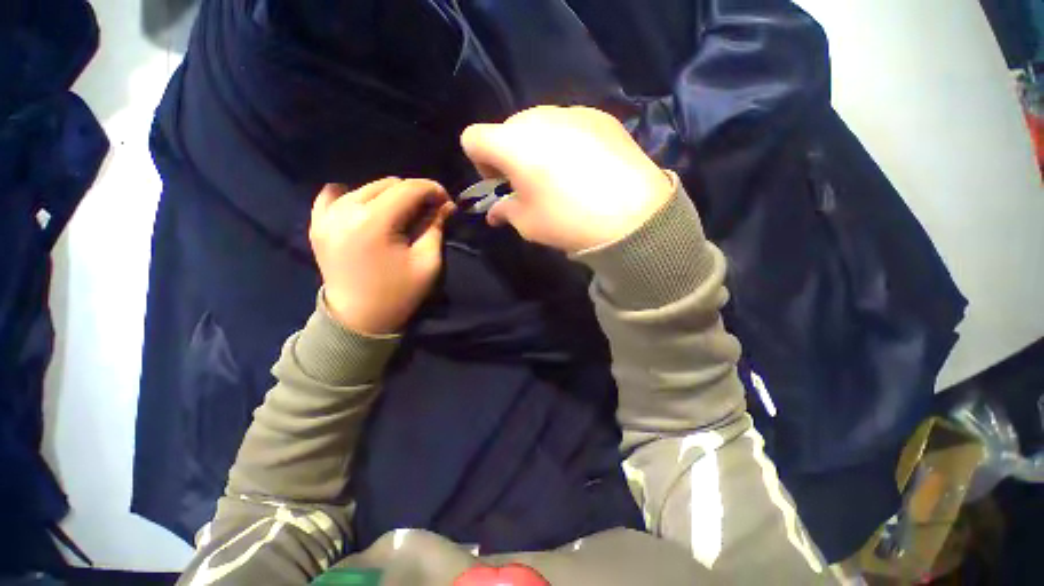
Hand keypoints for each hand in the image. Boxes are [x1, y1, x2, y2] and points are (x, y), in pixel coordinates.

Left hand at [309, 178, 454, 334]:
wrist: (357, 320)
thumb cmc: (398, 294)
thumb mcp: (427, 263)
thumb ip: (436, 228)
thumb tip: (445, 205)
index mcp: (375, 222)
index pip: (409, 188)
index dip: (433, 190)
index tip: (447, 203)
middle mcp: (346, 211)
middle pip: (388, 184)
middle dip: (414, 193)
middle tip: (428, 212)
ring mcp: (326, 216)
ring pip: (366, 187)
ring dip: (390, 196)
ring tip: (403, 215)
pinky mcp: (317, 224)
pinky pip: (333, 195)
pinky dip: (354, 196)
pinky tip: (366, 209)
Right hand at [460, 105, 672, 252]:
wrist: (632, 215)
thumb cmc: (568, 220)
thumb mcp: (528, 224)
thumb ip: (505, 211)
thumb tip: (495, 212)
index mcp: (512, 144)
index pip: (473, 137)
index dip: (480, 162)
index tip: (500, 183)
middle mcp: (538, 118)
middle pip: (508, 129)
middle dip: (510, 155)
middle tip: (530, 183)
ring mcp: (572, 112)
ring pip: (540, 125)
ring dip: (539, 147)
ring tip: (561, 177)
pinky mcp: (600, 116)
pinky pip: (570, 124)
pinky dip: (566, 142)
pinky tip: (586, 168)